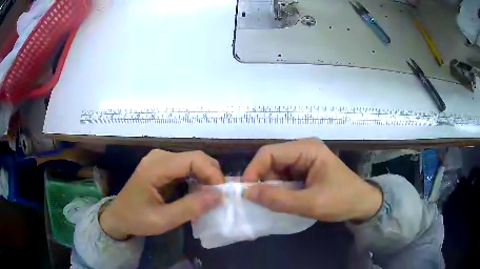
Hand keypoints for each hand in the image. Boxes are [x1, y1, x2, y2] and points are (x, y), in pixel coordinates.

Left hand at [100, 150, 223, 239]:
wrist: (118, 217)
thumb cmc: (136, 219)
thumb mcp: (163, 220)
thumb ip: (190, 208)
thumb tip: (219, 196)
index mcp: (156, 167)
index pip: (193, 159)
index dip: (212, 173)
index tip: (221, 194)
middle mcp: (159, 156)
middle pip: (196, 157)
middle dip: (212, 175)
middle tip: (219, 197)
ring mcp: (160, 159)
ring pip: (193, 161)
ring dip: (206, 177)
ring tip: (211, 197)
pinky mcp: (162, 165)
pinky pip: (186, 167)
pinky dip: (197, 178)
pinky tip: (198, 193)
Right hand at [243, 138, 381, 221]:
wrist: (361, 204)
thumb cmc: (342, 200)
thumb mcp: (311, 203)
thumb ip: (279, 199)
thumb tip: (248, 193)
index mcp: (306, 148)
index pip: (269, 153)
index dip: (253, 170)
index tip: (246, 192)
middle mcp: (302, 149)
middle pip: (270, 160)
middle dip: (261, 180)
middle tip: (256, 201)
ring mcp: (303, 160)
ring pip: (274, 170)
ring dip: (268, 186)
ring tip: (267, 203)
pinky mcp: (304, 171)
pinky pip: (282, 177)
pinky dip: (277, 189)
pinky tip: (278, 201)